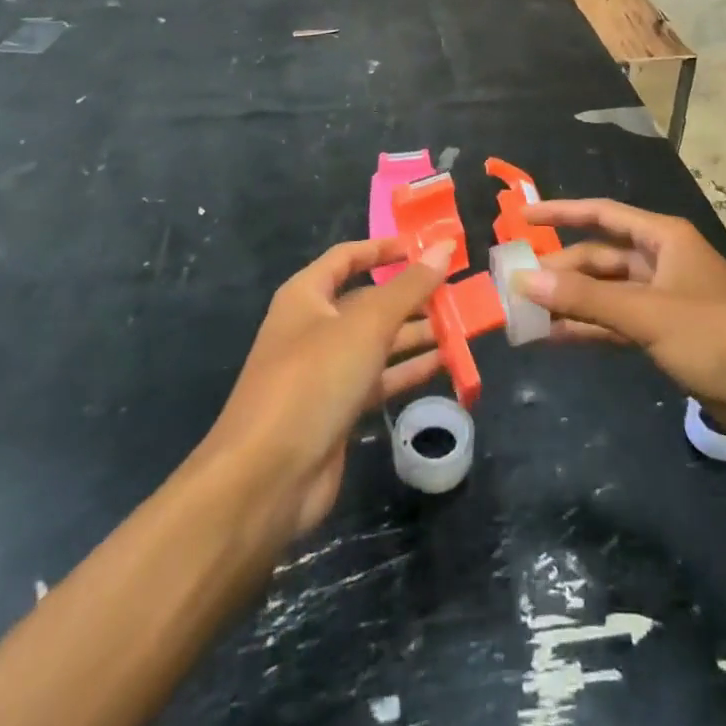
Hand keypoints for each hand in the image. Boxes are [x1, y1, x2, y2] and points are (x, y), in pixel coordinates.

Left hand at [202, 239, 448, 540]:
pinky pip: (379, 379)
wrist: (265, 479)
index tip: (426, 247)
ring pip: (377, 342)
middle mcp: (313, 327)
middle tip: (457, 290)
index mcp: (306, 296)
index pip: (348, 257)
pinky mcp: (337, 410)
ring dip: (415, 333)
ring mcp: (324, 371)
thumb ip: (409, 286)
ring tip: (460, 325)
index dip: (384, 248)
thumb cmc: (313, 380)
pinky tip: (444, 363)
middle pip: (368, 300)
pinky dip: (408, 370)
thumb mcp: (366, 325)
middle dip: (410, 295)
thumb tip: (444, 246)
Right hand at [519, 199, 725, 439]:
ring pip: (606, 292)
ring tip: (526, 314)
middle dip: (560, 269)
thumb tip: (523, 280)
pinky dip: (590, 327)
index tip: (522, 217)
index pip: (602, 214)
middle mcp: (661, 260)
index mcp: (663, 238)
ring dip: (570, 302)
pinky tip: (557, 337)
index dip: (561, 212)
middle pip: (600, 256)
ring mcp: (664, 298)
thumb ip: (584, 298)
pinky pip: (617, 321)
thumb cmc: (717, 337)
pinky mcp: (667, 333)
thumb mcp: (647, 314)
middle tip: (515, 285)